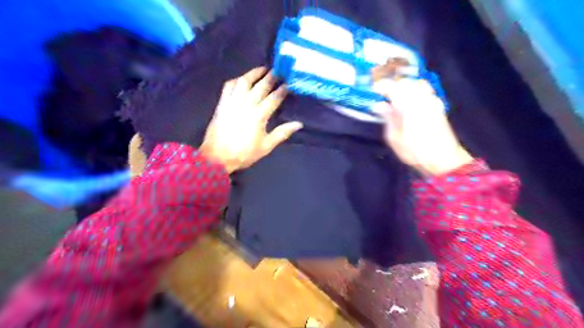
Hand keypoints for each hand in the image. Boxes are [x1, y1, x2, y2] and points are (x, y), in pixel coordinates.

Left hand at [200, 66, 300, 174]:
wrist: (217, 156)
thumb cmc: (244, 153)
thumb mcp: (266, 146)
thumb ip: (282, 133)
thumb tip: (298, 124)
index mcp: (259, 115)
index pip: (274, 98)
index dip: (282, 89)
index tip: (289, 83)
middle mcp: (247, 104)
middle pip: (261, 86)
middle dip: (272, 77)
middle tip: (279, 71)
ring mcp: (233, 101)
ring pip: (244, 81)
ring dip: (254, 73)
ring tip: (263, 69)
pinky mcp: (222, 102)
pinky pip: (229, 85)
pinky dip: (237, 80)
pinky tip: (242, 79)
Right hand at [374, 77, 472, 175]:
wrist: (443, 159)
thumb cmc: (414, 151)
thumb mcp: (393, 137)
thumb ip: (387, 117)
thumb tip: (379, 105)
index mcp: (408, 105)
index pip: (393, 87)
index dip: (381, 87)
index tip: (373, 91)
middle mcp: (421, 98)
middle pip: (406, 83)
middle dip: (393, 86)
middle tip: (384, 96)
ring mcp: (432, 101)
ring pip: (417, 85)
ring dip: (405, 88)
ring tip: (396, 99)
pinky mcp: (438, 106)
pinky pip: (425, 92)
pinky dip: (415, 93)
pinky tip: (409, 104)